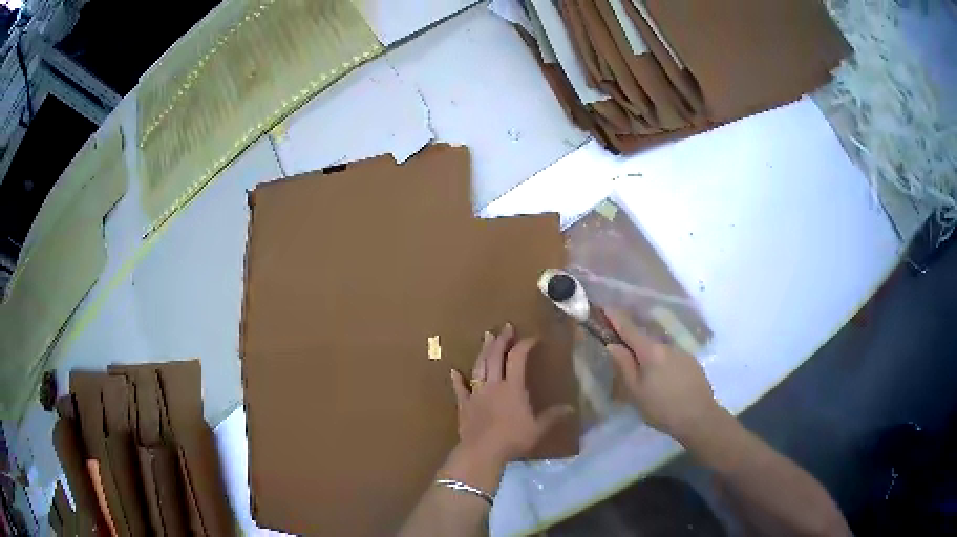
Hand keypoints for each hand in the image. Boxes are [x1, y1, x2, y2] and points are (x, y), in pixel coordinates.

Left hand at [450, 324, 573, 466]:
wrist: (482, 451)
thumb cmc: (513, 439)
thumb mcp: (538, 429)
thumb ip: (553, 416)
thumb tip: (571, 408)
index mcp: (512, 388)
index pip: (518, 358)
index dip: (524, 345)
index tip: (532, 338)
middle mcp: (493, 385)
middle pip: (495, 357)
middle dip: (501, 340)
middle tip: (505, 327)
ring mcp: (476, 393)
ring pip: (479, 367)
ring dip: (483, 351)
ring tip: (486, 337)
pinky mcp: (463, 405)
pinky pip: (459, 389)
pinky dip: (457, 379)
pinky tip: (453, 371)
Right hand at [605, 310, 723, 443]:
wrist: (699, 417)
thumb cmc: (661, 407)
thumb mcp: (635, 391)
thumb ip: (623, 366)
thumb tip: (612, 345)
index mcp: (650, 351)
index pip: (629, 328)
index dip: (616, 317)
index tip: (605, 307)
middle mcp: (667, 345)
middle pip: (644, 339)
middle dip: (632, 341)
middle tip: (621, 351)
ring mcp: (682, 352)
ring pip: (659, 349)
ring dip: (649, 355)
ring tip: (644, 374)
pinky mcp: (692, 362)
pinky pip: (671, 357)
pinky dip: (662, 363)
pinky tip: (663, 380)